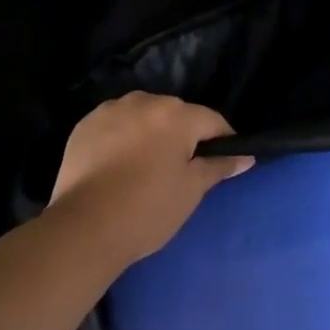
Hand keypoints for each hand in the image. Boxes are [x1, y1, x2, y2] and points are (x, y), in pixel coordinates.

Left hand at [48, 92, 250, 264]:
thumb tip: (246, 157)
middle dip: (184, 135)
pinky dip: (123, 137)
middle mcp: (144, 101)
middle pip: (176, 114)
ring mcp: (110, 110)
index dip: (223, 141)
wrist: (83, 228)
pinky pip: (116, 124)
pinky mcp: (84, 125)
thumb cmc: (148, 209)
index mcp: (176, 114)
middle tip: (181, 170)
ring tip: (147, 166)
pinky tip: (119, 165)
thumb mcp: (191, 189)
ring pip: (144, 116)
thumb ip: (219, 166)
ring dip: (152, 133)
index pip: (212, 121)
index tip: (222, 163)